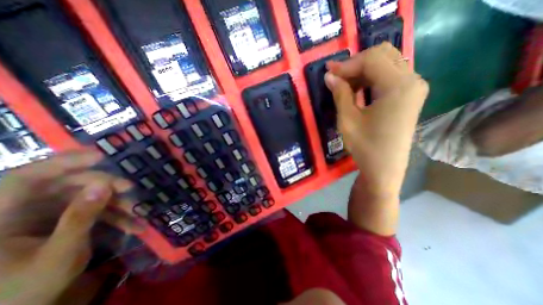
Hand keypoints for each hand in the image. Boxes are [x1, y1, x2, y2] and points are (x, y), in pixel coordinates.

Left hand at [0, 151, 140, 304]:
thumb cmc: (25, 291)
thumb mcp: (59, 254)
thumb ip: (80, 217)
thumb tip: (104, 186)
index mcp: (1, 218)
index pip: (28, 177)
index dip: (64, 162)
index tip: (100, 156)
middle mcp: (22, 211)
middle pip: (68, 185)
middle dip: (104, 185)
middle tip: (129, 188)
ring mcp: (45, 217)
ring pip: (86, 198)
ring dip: (115, 204)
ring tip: (138, 212)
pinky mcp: (64, 222)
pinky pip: (93, 212)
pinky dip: (115, 217)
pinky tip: (133, 225)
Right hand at [326, 42, 427, 194]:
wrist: (384, 169)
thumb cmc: (365, 146)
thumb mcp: (347, 119)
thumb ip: (340, 94)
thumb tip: (330, 76)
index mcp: (398, 86)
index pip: (371, 59)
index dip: (347, 64)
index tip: (328, 72)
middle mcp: (412, 80)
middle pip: (383, 55)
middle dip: (356, 64)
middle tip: (336, 77)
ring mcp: (414, 88)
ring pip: (387, 64)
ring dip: (363, 71)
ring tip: (344, 84)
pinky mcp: (410, 96)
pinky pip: (390, 76)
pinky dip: (371, 78)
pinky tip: (358, 90)